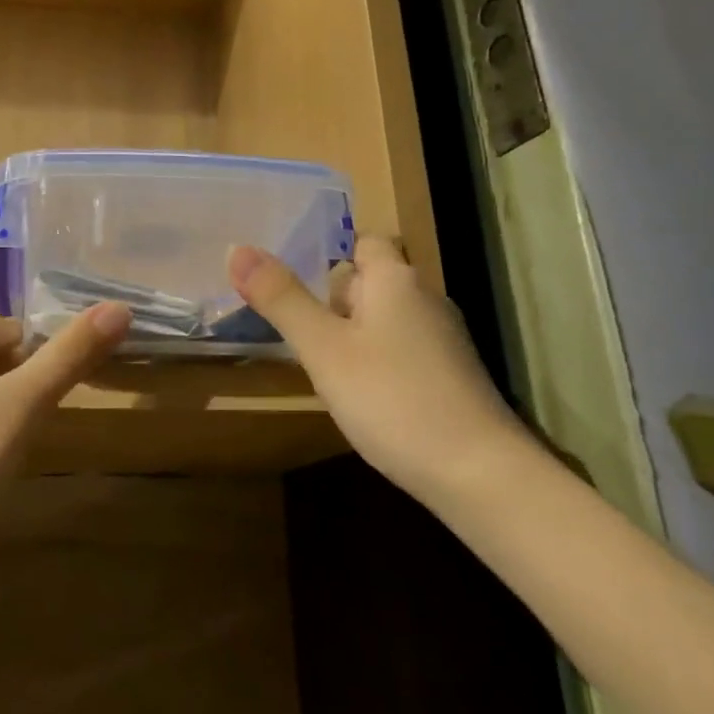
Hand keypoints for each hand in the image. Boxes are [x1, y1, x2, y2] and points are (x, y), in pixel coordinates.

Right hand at [228, 239, 528, 493]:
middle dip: (333, 296)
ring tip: (317, 358)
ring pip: (387, 317)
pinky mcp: (451, 374)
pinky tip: (360, 391)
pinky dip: (376, 358)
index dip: (329, 251)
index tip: (291, 276)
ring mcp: (443, 338)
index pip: (364, 242)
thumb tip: (237, 248)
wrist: (476, 472)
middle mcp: (425, 298)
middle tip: (292, 322)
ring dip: (353, 330)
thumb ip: (281, 299)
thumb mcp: (323, 349)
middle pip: (374, 280)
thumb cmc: (391, 398)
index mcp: (396, 279)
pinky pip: (402, 348)